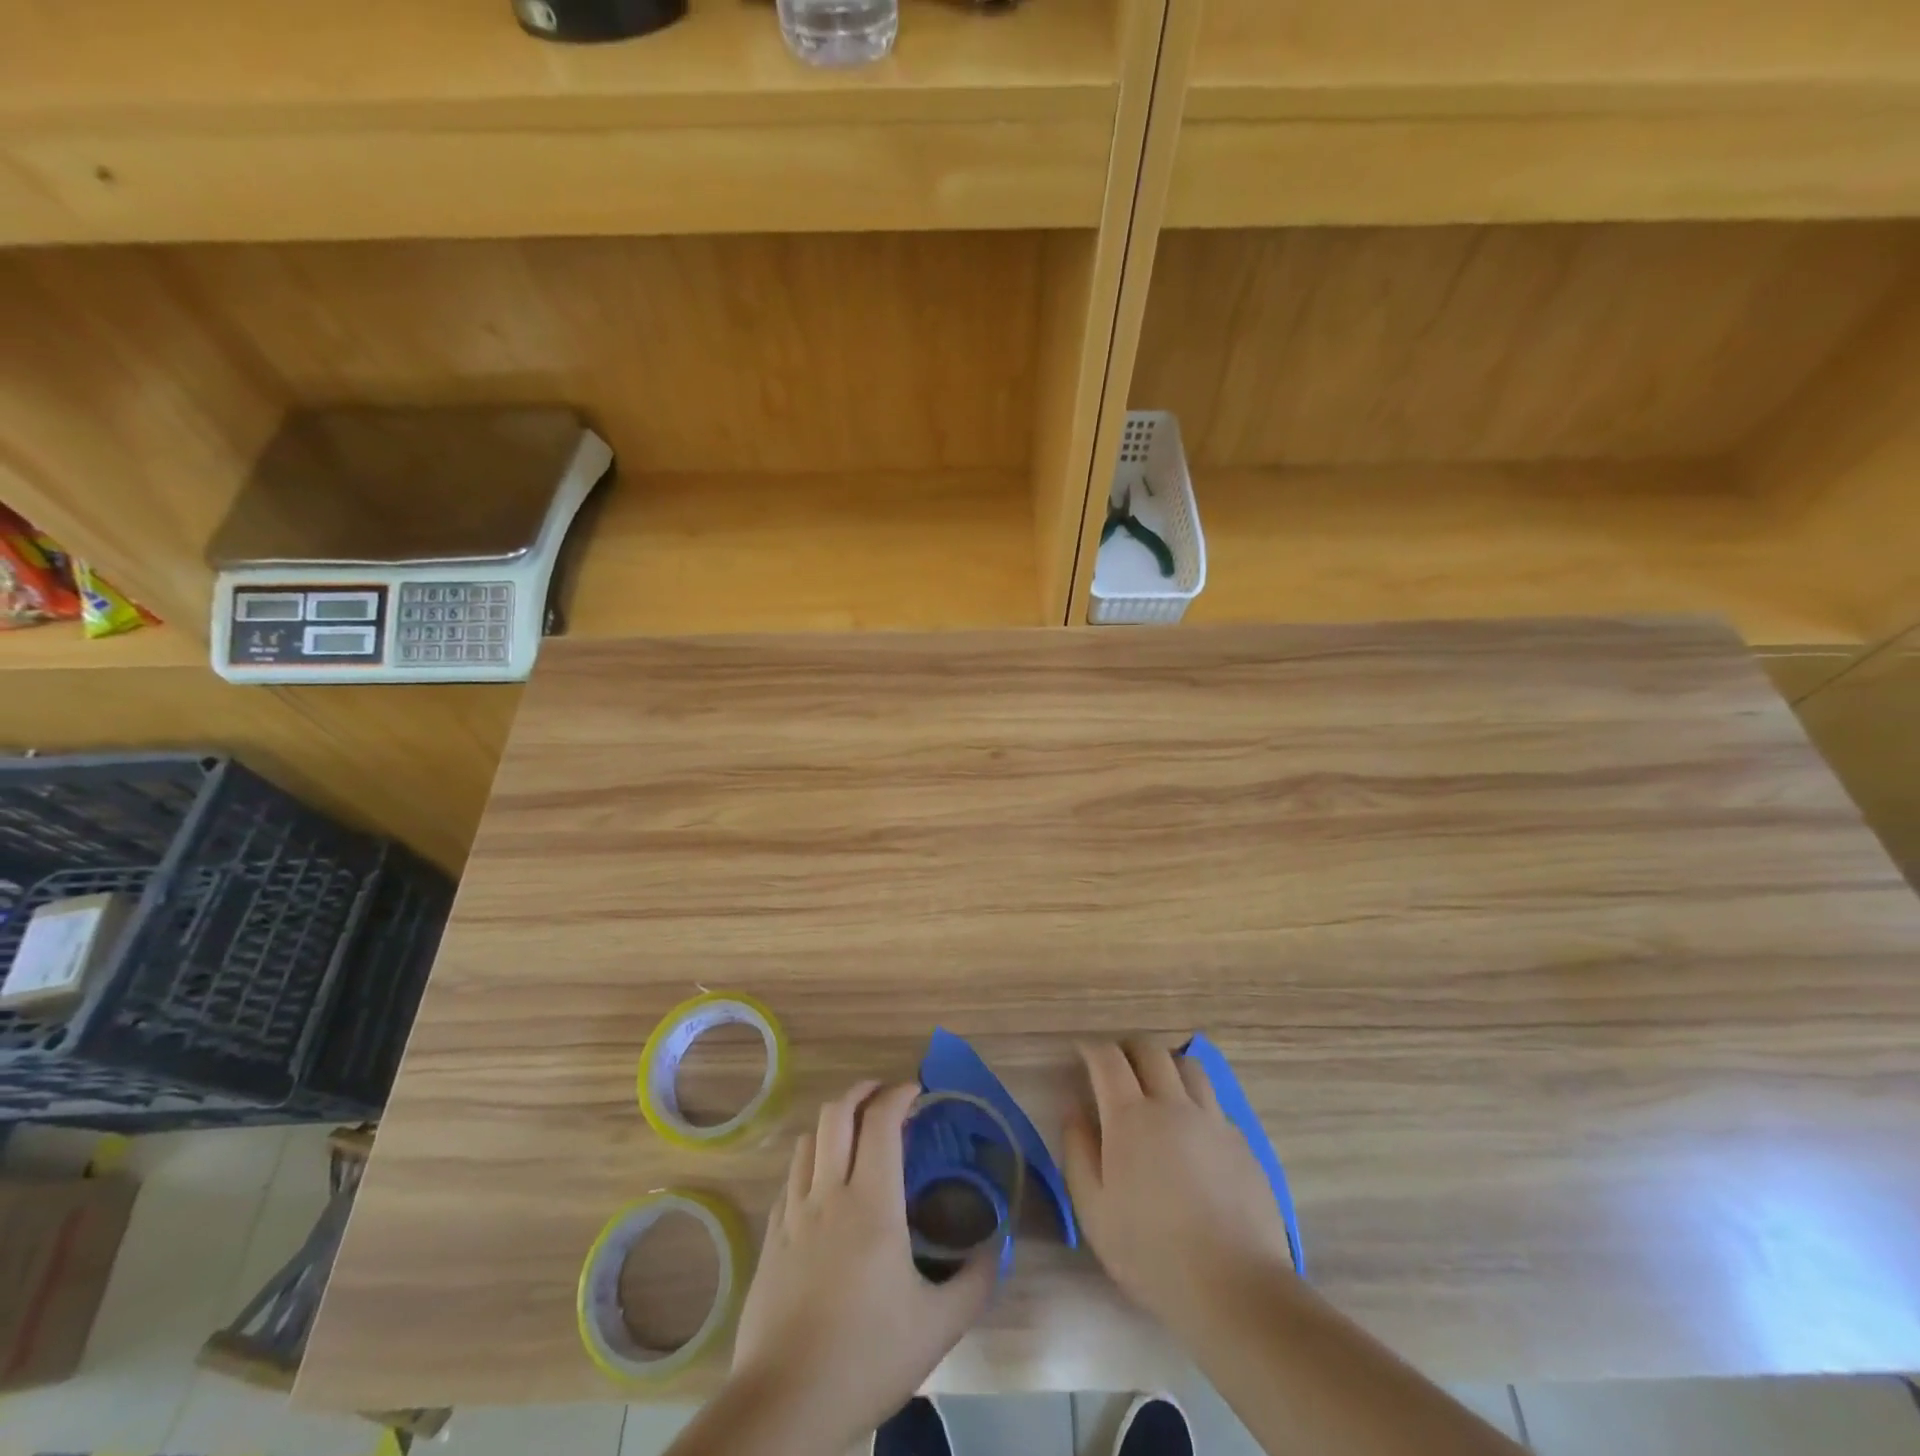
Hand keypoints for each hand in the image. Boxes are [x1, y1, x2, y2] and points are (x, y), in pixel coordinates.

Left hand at [729, 1080, 997, 1444]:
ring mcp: (793, 1214)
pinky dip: (811, 1162)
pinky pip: (790, 1178)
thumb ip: (974, 1281)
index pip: (880, 1121)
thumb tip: (995, 1249)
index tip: (917, 1090)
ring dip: (834, 1124)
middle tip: (885, 1097)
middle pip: (837, 1113)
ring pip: (808, 1140)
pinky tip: (824, 1186)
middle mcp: (828, 1193)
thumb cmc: (866, 1358)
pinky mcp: (771, 1237)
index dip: (898, 1094)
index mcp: (871, 1203)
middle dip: (863, 1092)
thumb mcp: (937, 1326)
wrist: (784, 1406)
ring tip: (856, 1135)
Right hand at [1063, 1041, 1297, 1333]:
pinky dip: (1195, 1102)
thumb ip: (1077, 1152)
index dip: (1091, 1048)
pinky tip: (1191, 1132)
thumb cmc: (1151, 1253)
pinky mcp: (1241, 1142)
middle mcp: (1172, 1104)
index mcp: (1130, 1117)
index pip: (1108, 1058)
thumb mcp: (1094, 1210)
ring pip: (1189, 1067)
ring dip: (1166, 1065)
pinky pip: (1214, 1103)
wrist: (1235, 1287)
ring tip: (1157, 1086)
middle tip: (1116, 1065)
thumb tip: (1073, 1110)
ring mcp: (1212, 1120)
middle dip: (1128, 1048)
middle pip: (1150, 1050)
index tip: (1081, 1052)